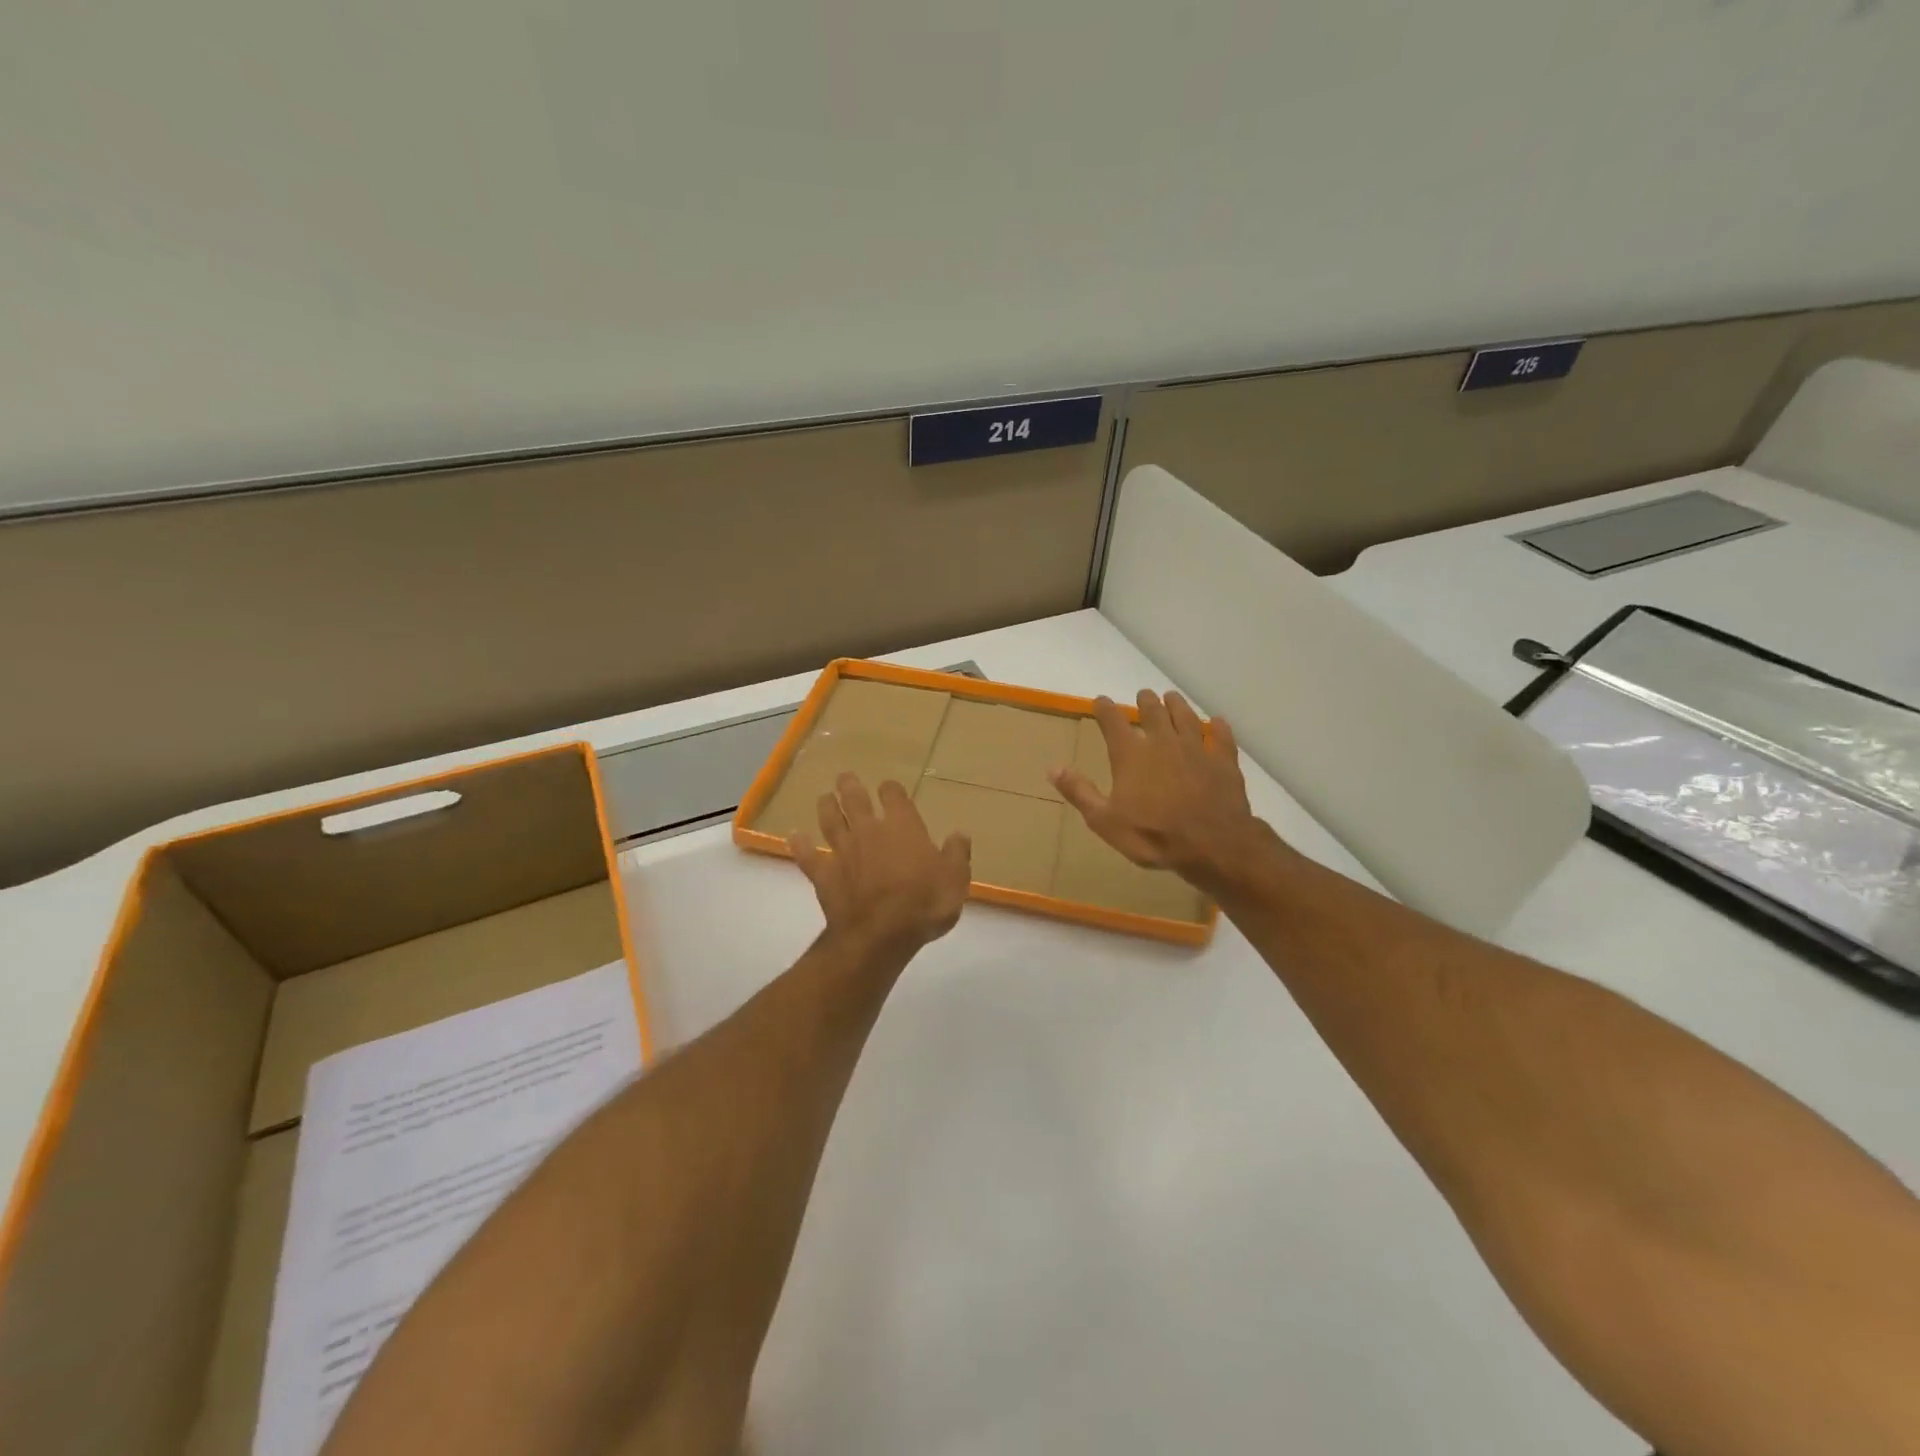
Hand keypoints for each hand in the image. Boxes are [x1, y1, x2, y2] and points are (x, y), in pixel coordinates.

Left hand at [790, 774, 971, 956]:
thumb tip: (959, 834)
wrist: (880, 934)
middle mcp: (869, 831)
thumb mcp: (955, 880)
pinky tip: (794, 837)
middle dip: (850, 786)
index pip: (894, 796)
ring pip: (830, 821)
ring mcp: (843, 851)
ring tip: (824, 798)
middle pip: (855, 800)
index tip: (890, 789)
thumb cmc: (924, 904)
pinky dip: (800, 845)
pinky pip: (808, 856)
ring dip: (826, 807)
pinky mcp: (824, 874)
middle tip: (845, 777)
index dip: (891, 790)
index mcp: (903, 827)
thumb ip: (956, 855)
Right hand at [1050, 690, 1271, 890]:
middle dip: (1145, 701)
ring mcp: (1196, 749)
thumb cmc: (1152, 835)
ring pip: (1186, 717)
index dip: (1105, 709)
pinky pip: (1221, 737)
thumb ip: (1080, 792)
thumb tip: (1053, 768)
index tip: (1100, 701)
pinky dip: (1218, 727)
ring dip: (1177, 705)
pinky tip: (1217, 722)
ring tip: (1172, 697)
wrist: (1212, 845)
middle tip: (1143, 695)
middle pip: (1153, 712)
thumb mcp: (1105, 821)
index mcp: (1131, 755)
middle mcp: (1162, 742)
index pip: (1112, 722)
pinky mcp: (1223, 761)